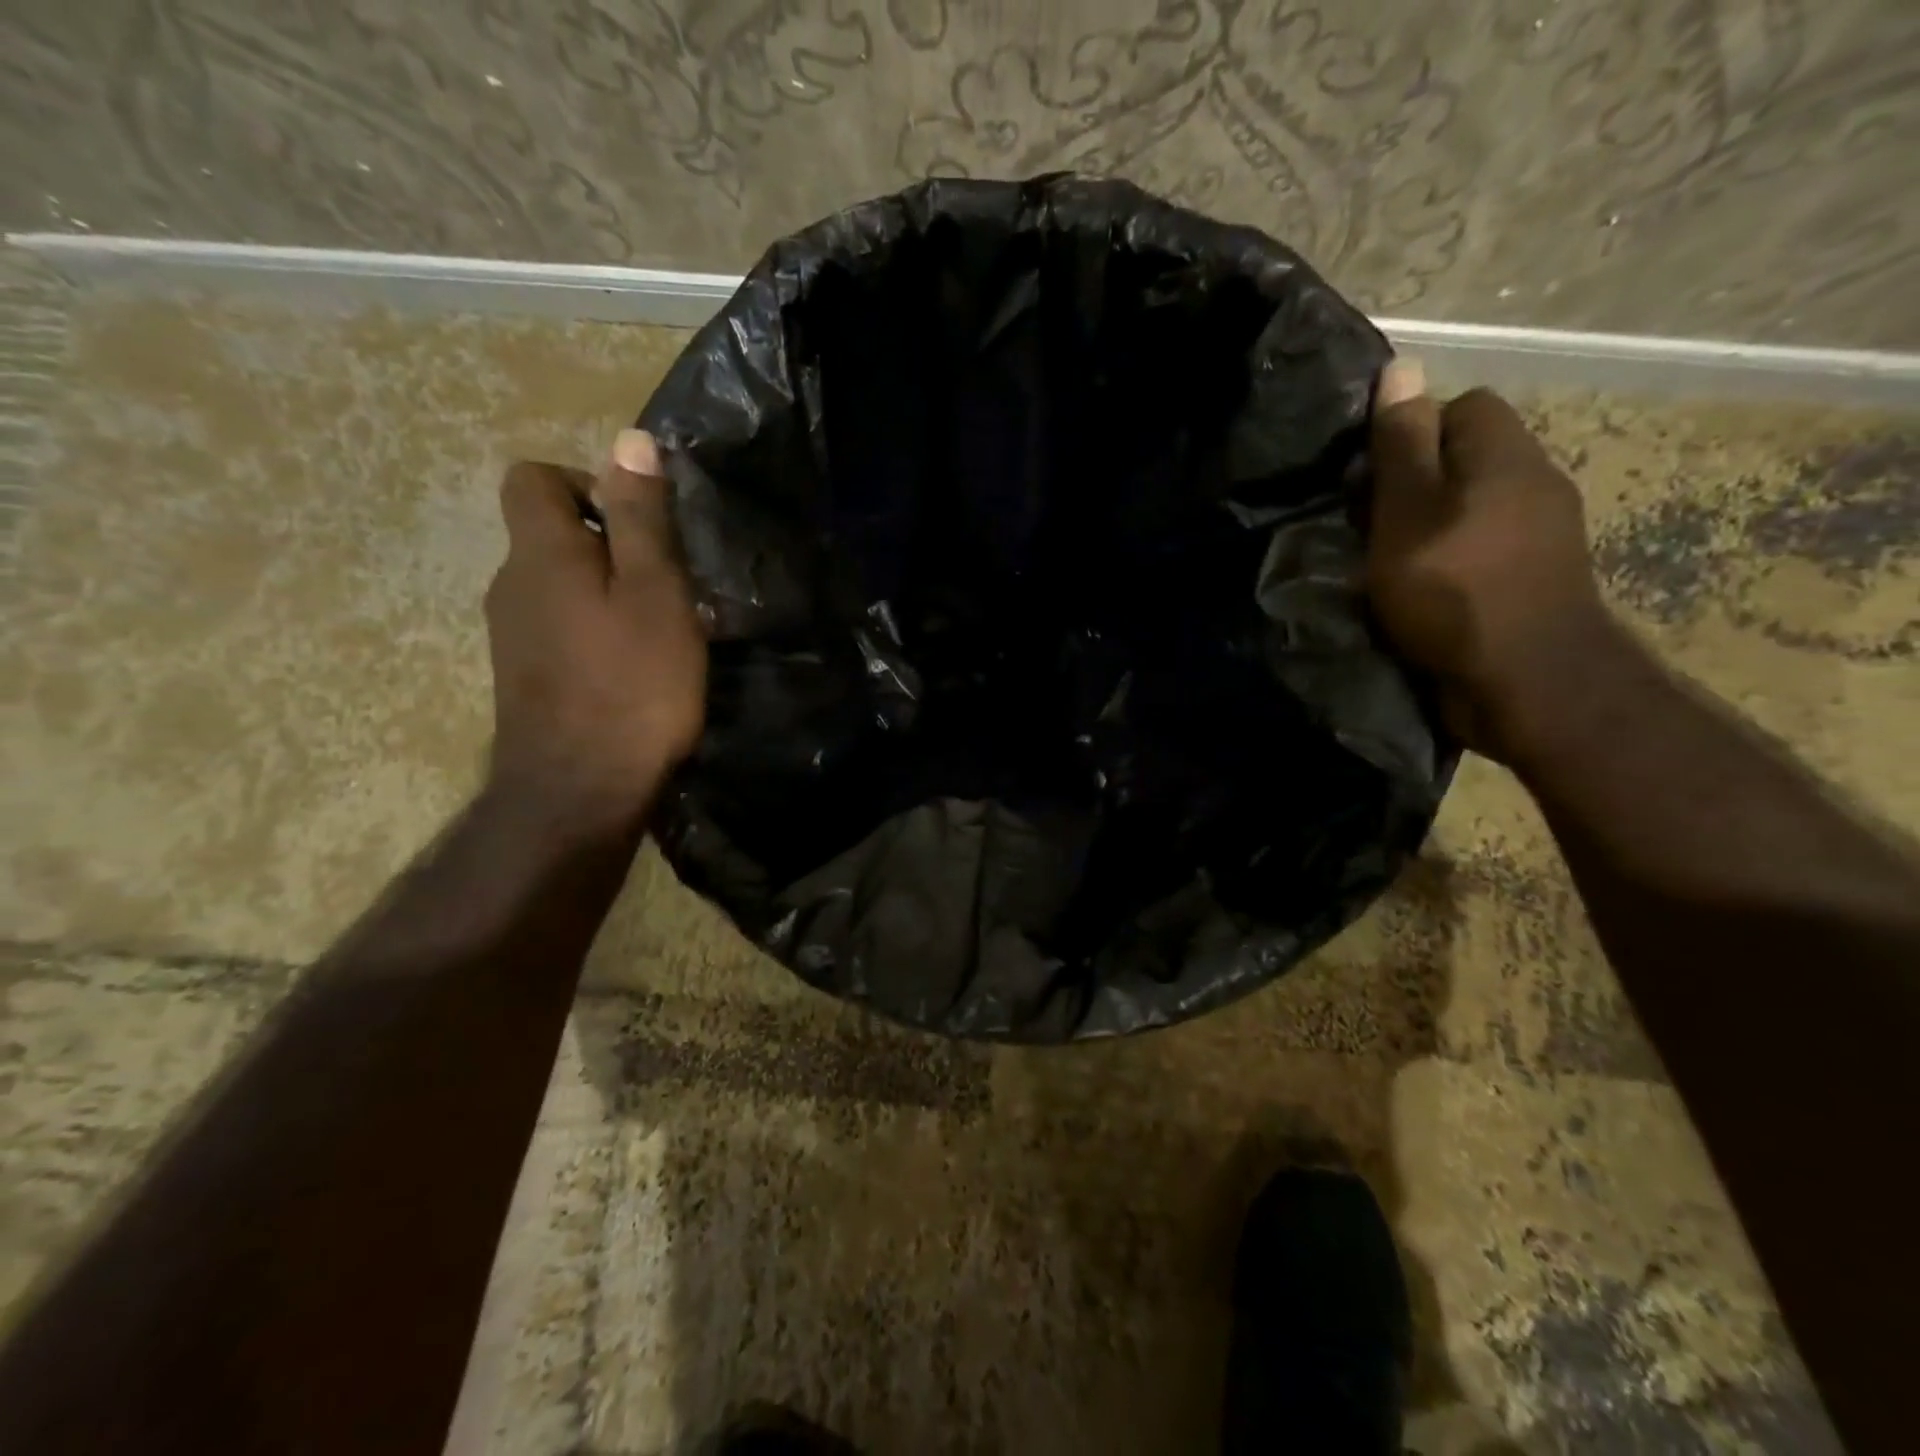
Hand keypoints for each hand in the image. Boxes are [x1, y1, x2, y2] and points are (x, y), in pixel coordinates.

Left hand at [483, 429, 706, 833]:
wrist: (580, 790)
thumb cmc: (633, 684)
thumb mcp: (655, 594)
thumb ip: (641, 519)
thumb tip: (629, 441)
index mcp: (540, 553)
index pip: (530, 477)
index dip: (582, 482)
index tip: (636, 525)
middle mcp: (509, 584)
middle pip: (548, 534)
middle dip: (607, 545)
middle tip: (666, 589)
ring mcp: (510, 635)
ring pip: (557, 586)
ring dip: (604, 594)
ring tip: (657, 634)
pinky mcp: (523, 676)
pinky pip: (558, 628)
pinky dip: (592, 632)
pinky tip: (631, 672)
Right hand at [1366, 361, 1621, 760]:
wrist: (1528, 683)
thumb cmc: (1455, 591)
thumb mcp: (1408, 514)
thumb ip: (1402, 446)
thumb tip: (1403, 367)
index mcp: (1507, 456)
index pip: (1463, 405)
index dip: (1412, 431)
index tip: (1372, 477)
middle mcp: (1536, 483)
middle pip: (1469, 457)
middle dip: (1418, 482)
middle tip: (1372, 524)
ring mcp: (1545, 535)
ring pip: (1475, 506)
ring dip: (1433, 525)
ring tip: (1390, 562)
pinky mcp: (1538, 579)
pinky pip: (1486, 547)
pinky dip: (1453, 559)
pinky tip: (1426, 591)